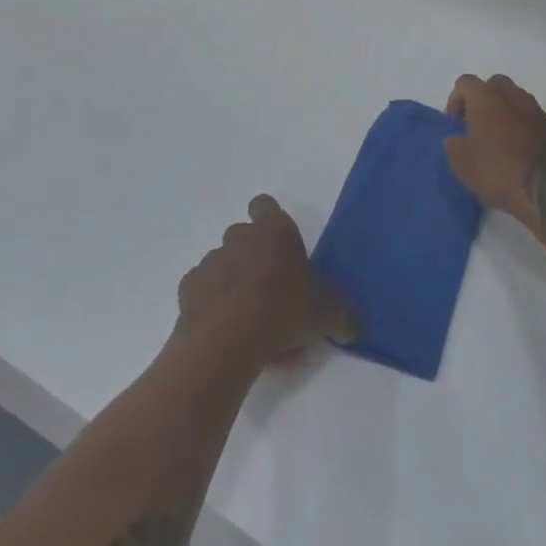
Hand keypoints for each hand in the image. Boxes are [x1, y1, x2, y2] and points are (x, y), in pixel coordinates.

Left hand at [177, 196, 354, 365]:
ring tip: (247, 316)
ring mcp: (211, 260)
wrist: (226, 340)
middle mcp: (240, 236)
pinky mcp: (189, 286)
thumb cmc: (282, 312)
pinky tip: (225, 327)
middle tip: (271, 290)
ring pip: (224, 263)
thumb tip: (356, 327)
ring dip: (233, 280)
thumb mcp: (325, 315)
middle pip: (245, 235)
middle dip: (254, 256)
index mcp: (274, 231)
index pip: (265, 205)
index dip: (269, 219)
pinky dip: (212, 301)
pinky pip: (204, 288)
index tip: (278, 244)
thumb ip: (343, 315)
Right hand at [444, 74, 545, 216]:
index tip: (455, 124)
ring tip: (502, 142)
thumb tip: (455, 139)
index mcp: (486, 97)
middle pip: (495, 85)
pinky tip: (524, 154)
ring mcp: (539, 112)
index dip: (456, 101)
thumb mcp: (461, 164)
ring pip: (518, 101)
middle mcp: (514, 96)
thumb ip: (453, 145)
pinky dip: (527, 131)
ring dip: (508, 114)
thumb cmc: (497, 172)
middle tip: (478, 126)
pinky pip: (536, 122)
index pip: (465, 83)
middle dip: (484, 101)